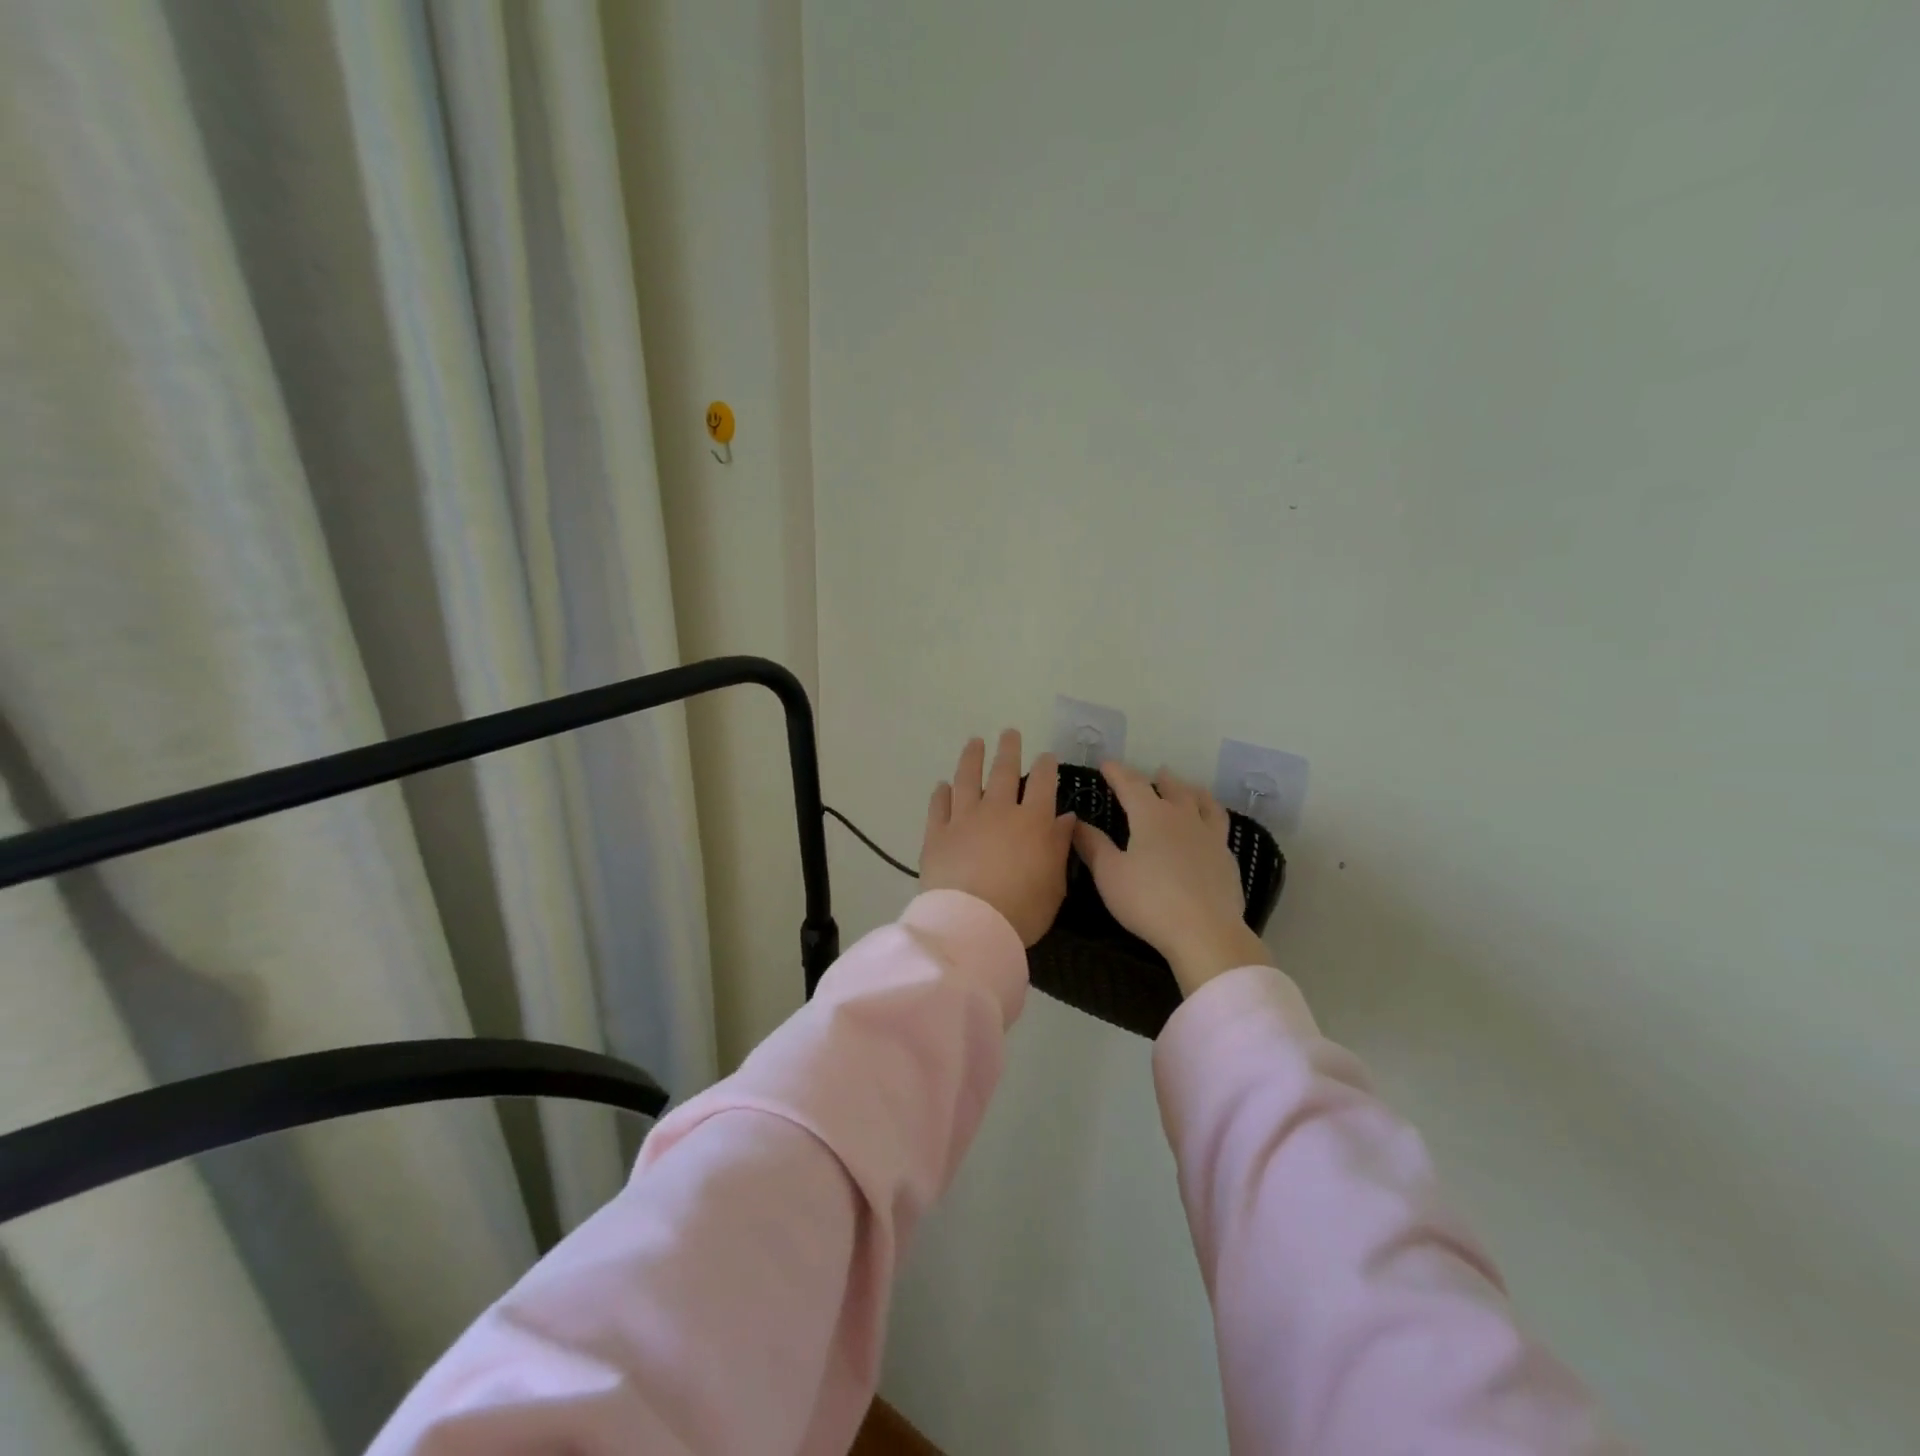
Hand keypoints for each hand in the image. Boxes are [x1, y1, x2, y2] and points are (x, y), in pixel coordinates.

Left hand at [920, 730, 1076, 946]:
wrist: (972, 925)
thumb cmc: (1022, 910)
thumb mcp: (1055, 884)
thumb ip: (1059, 847)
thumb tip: (1066, 818)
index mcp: (1032, 821)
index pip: (1042, 783)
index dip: (1046, 766)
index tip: (1046, 756)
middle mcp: (998, 810)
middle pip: (1003, 771)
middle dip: (1008, 749)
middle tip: (1009, 733)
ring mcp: (964, 819)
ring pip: (967, 778)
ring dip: (971, 758)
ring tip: (974, 742)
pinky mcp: (936, 833)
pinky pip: (938, 806)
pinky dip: (941, 793)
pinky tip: (942, 785)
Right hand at [1073, 762, 1273, 995]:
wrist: (1205, 932)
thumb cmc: (1149, 901)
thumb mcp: (1110, 874)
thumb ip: (1093, 845)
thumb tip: (1077, 821)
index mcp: (1151, 816)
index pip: (1131, 785)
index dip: (1117, 773)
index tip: (1107, 764)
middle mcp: (1183, 818)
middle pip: (1173, 790)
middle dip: (1159, 780)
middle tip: (1155, 774)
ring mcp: (1210, 837)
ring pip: (1204, 804)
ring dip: (1193, 792)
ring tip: (1190, 789)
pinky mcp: (1227, 859)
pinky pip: (1220, 827)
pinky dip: (1212, 818)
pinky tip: (1211, 829)